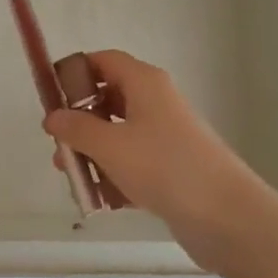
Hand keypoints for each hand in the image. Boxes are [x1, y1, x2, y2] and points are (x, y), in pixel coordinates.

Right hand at [43, 50, 266, 267]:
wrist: (226, 216)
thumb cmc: (164, 166)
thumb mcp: (110, 145)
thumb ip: (76, 129)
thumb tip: (52, 116)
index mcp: (144, 83)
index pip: (104, 61)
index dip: (76, 72)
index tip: (51, 96)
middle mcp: (156, 102)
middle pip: (108, 99)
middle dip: (80, 122)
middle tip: (58, 147)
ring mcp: (166, 136)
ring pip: (119, 135)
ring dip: (93, 153)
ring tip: (74, 179)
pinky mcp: (172, 168)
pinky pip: (134, 163)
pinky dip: (115, 176)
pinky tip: (99, 200)